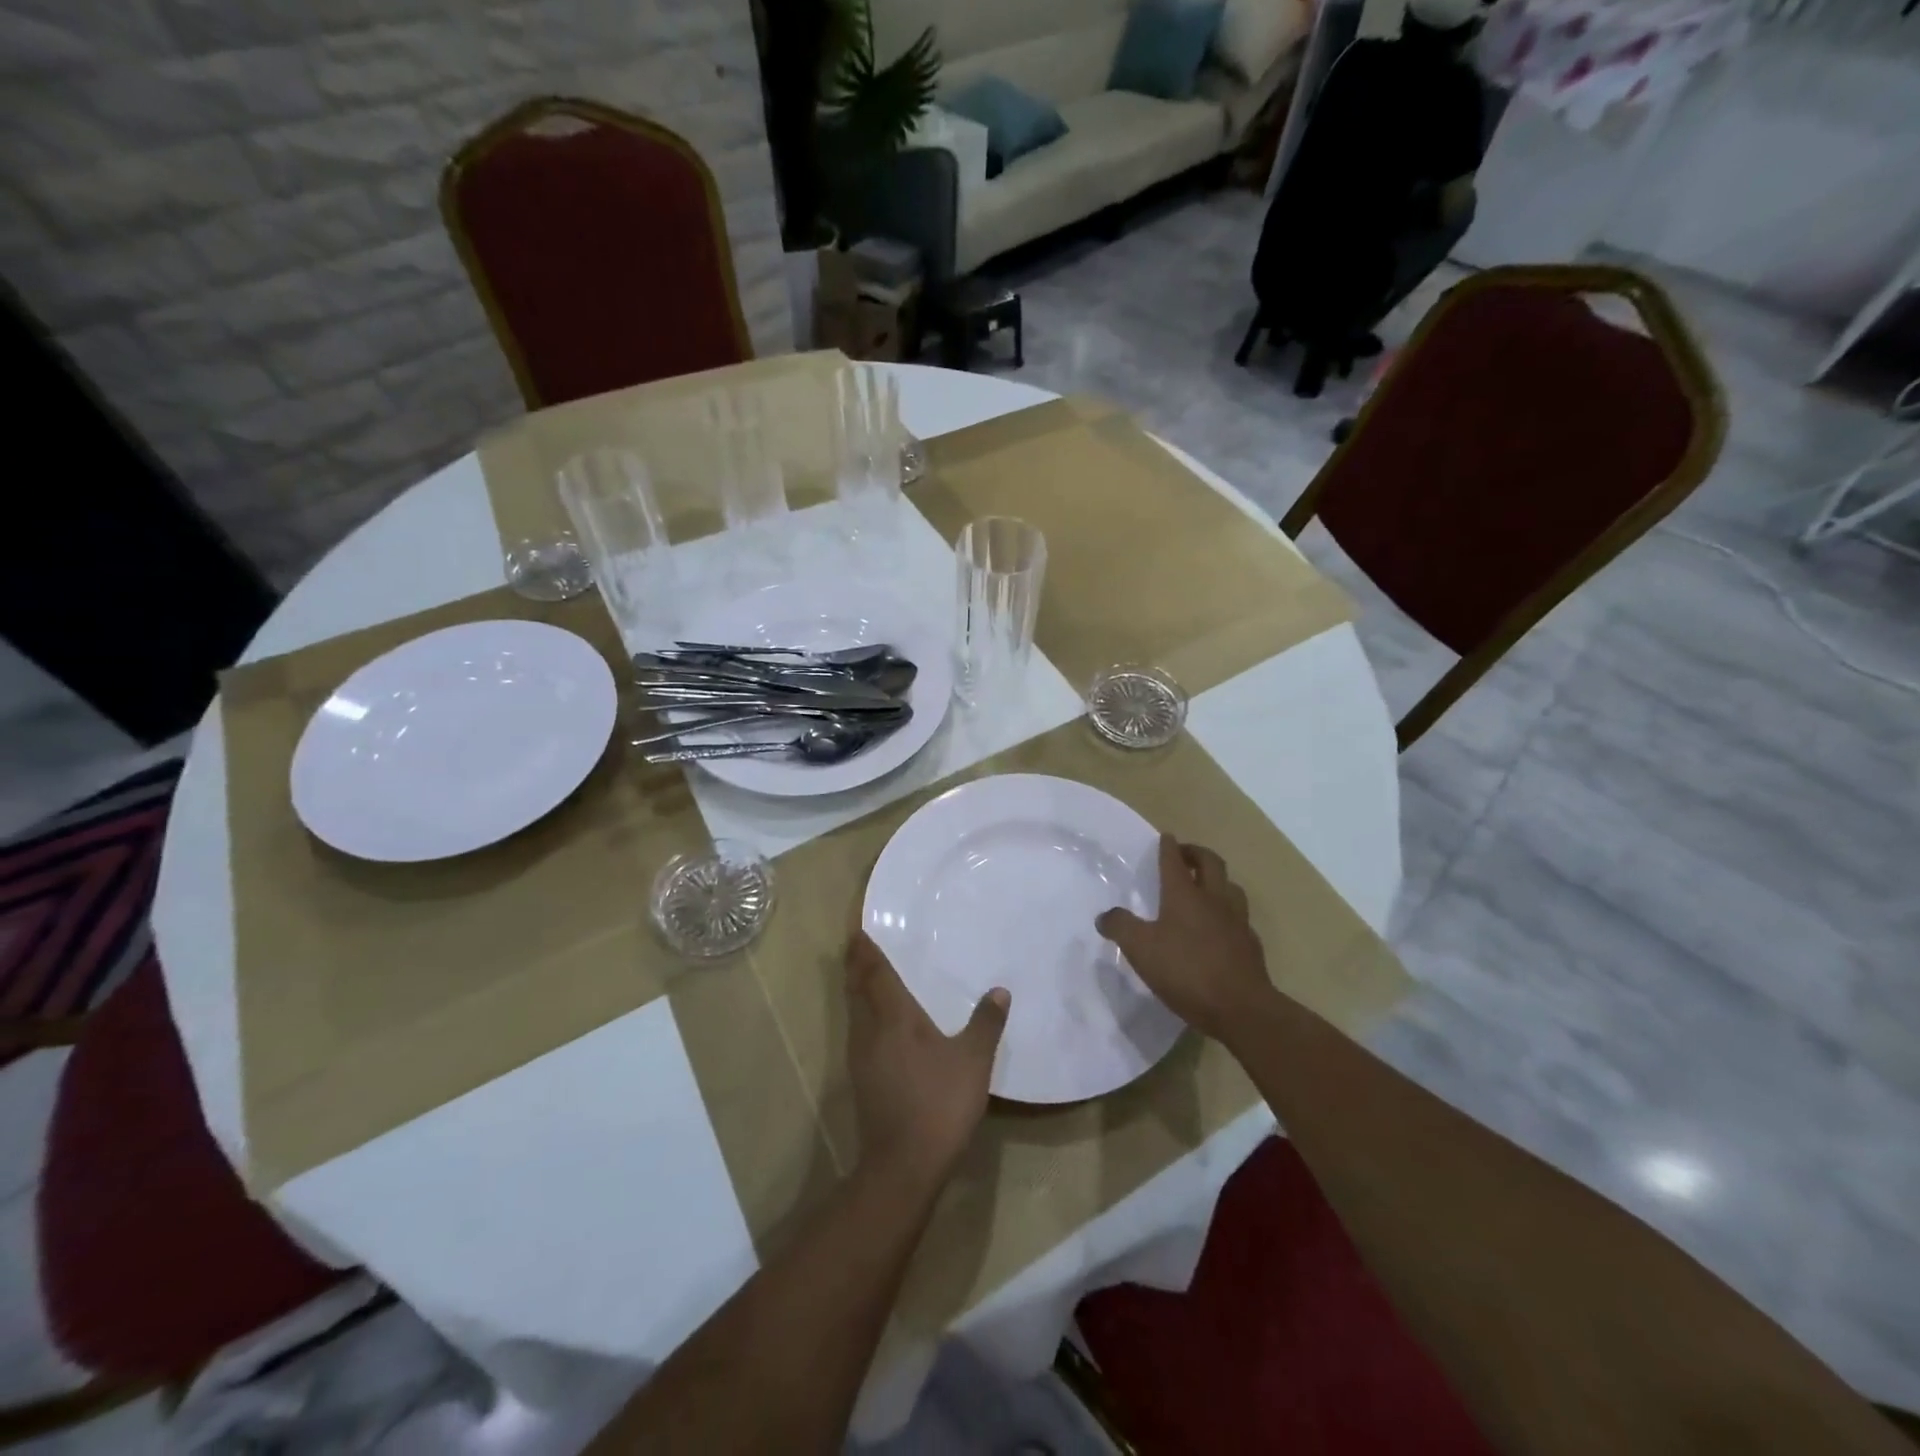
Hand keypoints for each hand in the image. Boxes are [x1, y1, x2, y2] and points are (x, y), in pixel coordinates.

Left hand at [846, 932, 1008, 1191]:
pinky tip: (879, 1024)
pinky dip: (863, 1015)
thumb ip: (986, 1023)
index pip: (874, 973)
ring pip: (854, 1012)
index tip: (857, 930)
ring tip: (866, 976)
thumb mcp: (973, 1061)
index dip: (865, 951)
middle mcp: (870, 1030)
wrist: (903, 1165)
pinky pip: (859, 1032)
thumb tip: (1000, 991)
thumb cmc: (938, 1102)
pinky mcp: (861, 1080)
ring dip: (857, 990)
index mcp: (893, 1017)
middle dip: (856, 966)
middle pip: (856, 989)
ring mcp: (861, 1057)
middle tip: (858, 945)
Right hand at [1096, 835, 1274, 1044]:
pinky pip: (1239, 917)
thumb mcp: (1141, 949)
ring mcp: (1237, 921)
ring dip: (1217, 880)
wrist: (1242, 1008)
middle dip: (1197, 853)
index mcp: (1185, 895)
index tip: (1166, 837)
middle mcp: (1214, 900)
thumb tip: (1104, 915)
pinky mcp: (1250, 945)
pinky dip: (1228, 913)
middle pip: (1211, 863)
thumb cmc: (1187, 971)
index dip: (1168, 847)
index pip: (1175, 861)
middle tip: (1185, 854)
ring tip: (1206, 887)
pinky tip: (1221, 927)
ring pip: (1231, 887)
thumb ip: (1120, 927)